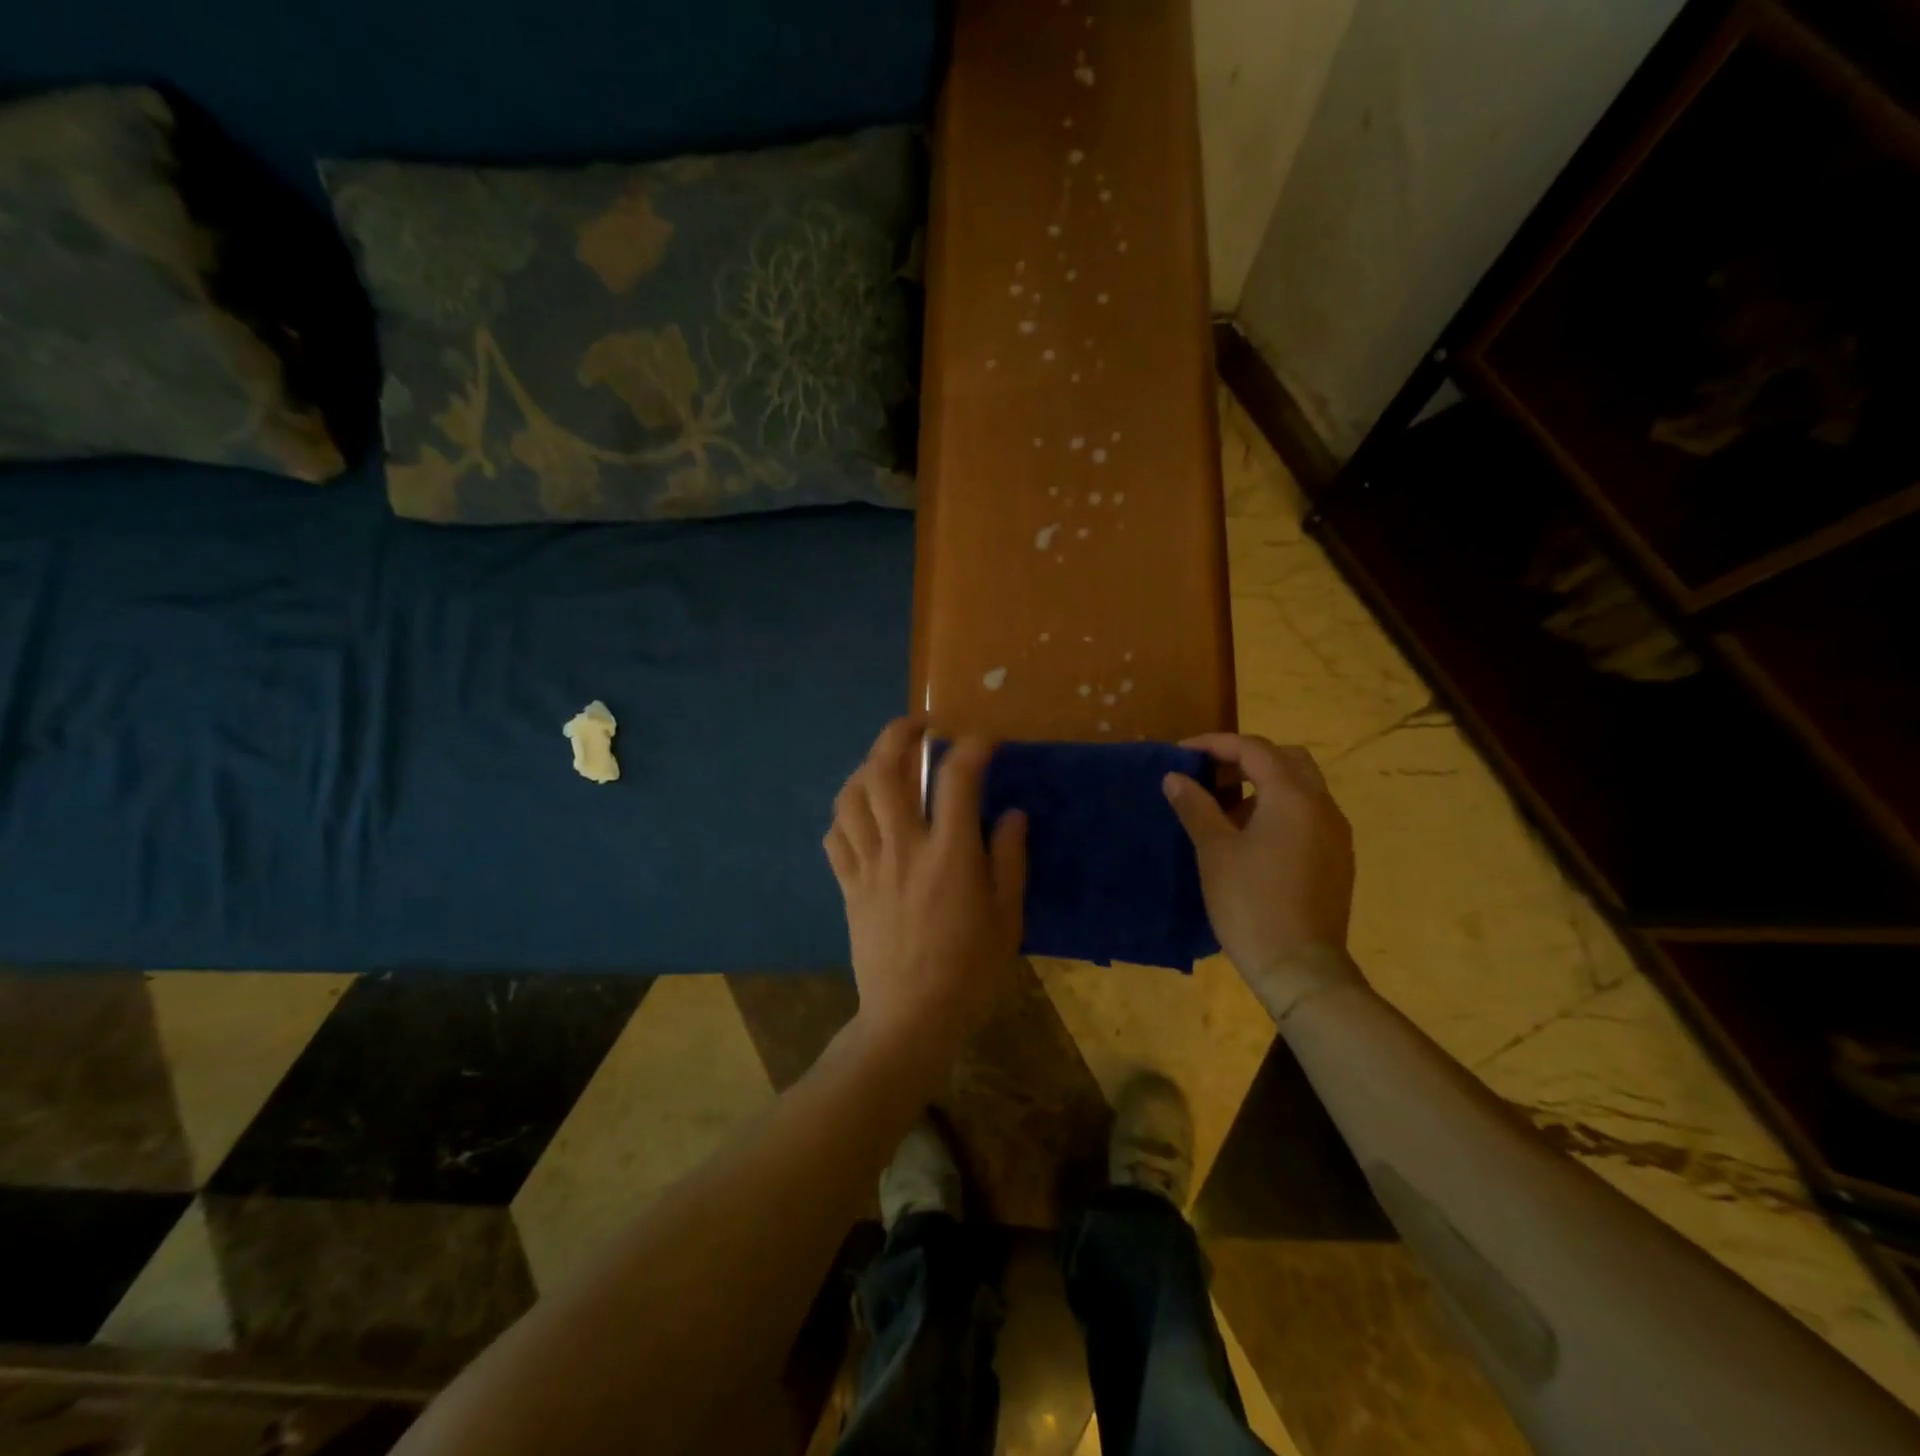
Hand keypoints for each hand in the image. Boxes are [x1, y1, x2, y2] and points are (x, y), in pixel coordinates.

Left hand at [824, 718, 1027, 1063]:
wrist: (910, 1019)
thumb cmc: (968, 971)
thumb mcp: (1007, 918)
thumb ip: (1008, 859)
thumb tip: (1011, 813)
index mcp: (949, 854)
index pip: (956, 779)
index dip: (972, 747)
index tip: (984, 739)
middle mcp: (903, 847)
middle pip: (885, 771)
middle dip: (899, 734)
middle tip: (919, 726)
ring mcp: (869, 865)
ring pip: (851, 797)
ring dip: (867, 768)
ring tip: (885, 763)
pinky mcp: (848, 886)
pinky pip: (834, 836)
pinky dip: (845, 814)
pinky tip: (860, 814)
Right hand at [1163, 734, 1361, 1021]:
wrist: (1300, 967)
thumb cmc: (1251, 902)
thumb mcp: (1214, 851)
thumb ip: (1195, 806)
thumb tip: (1174, 777)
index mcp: (1293, 797)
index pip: (1253, 749)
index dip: (1214, 744)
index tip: (1181, 754)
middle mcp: (1322, 806)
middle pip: (1286, 759)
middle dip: (1245, 759)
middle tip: (1209, 776)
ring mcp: (1335, 833)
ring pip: (1300, 787)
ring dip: (1262, 784)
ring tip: (1223, 810)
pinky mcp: (1337, 858)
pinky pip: (1307, 814)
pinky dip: (1278, 809)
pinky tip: (1251, 838)